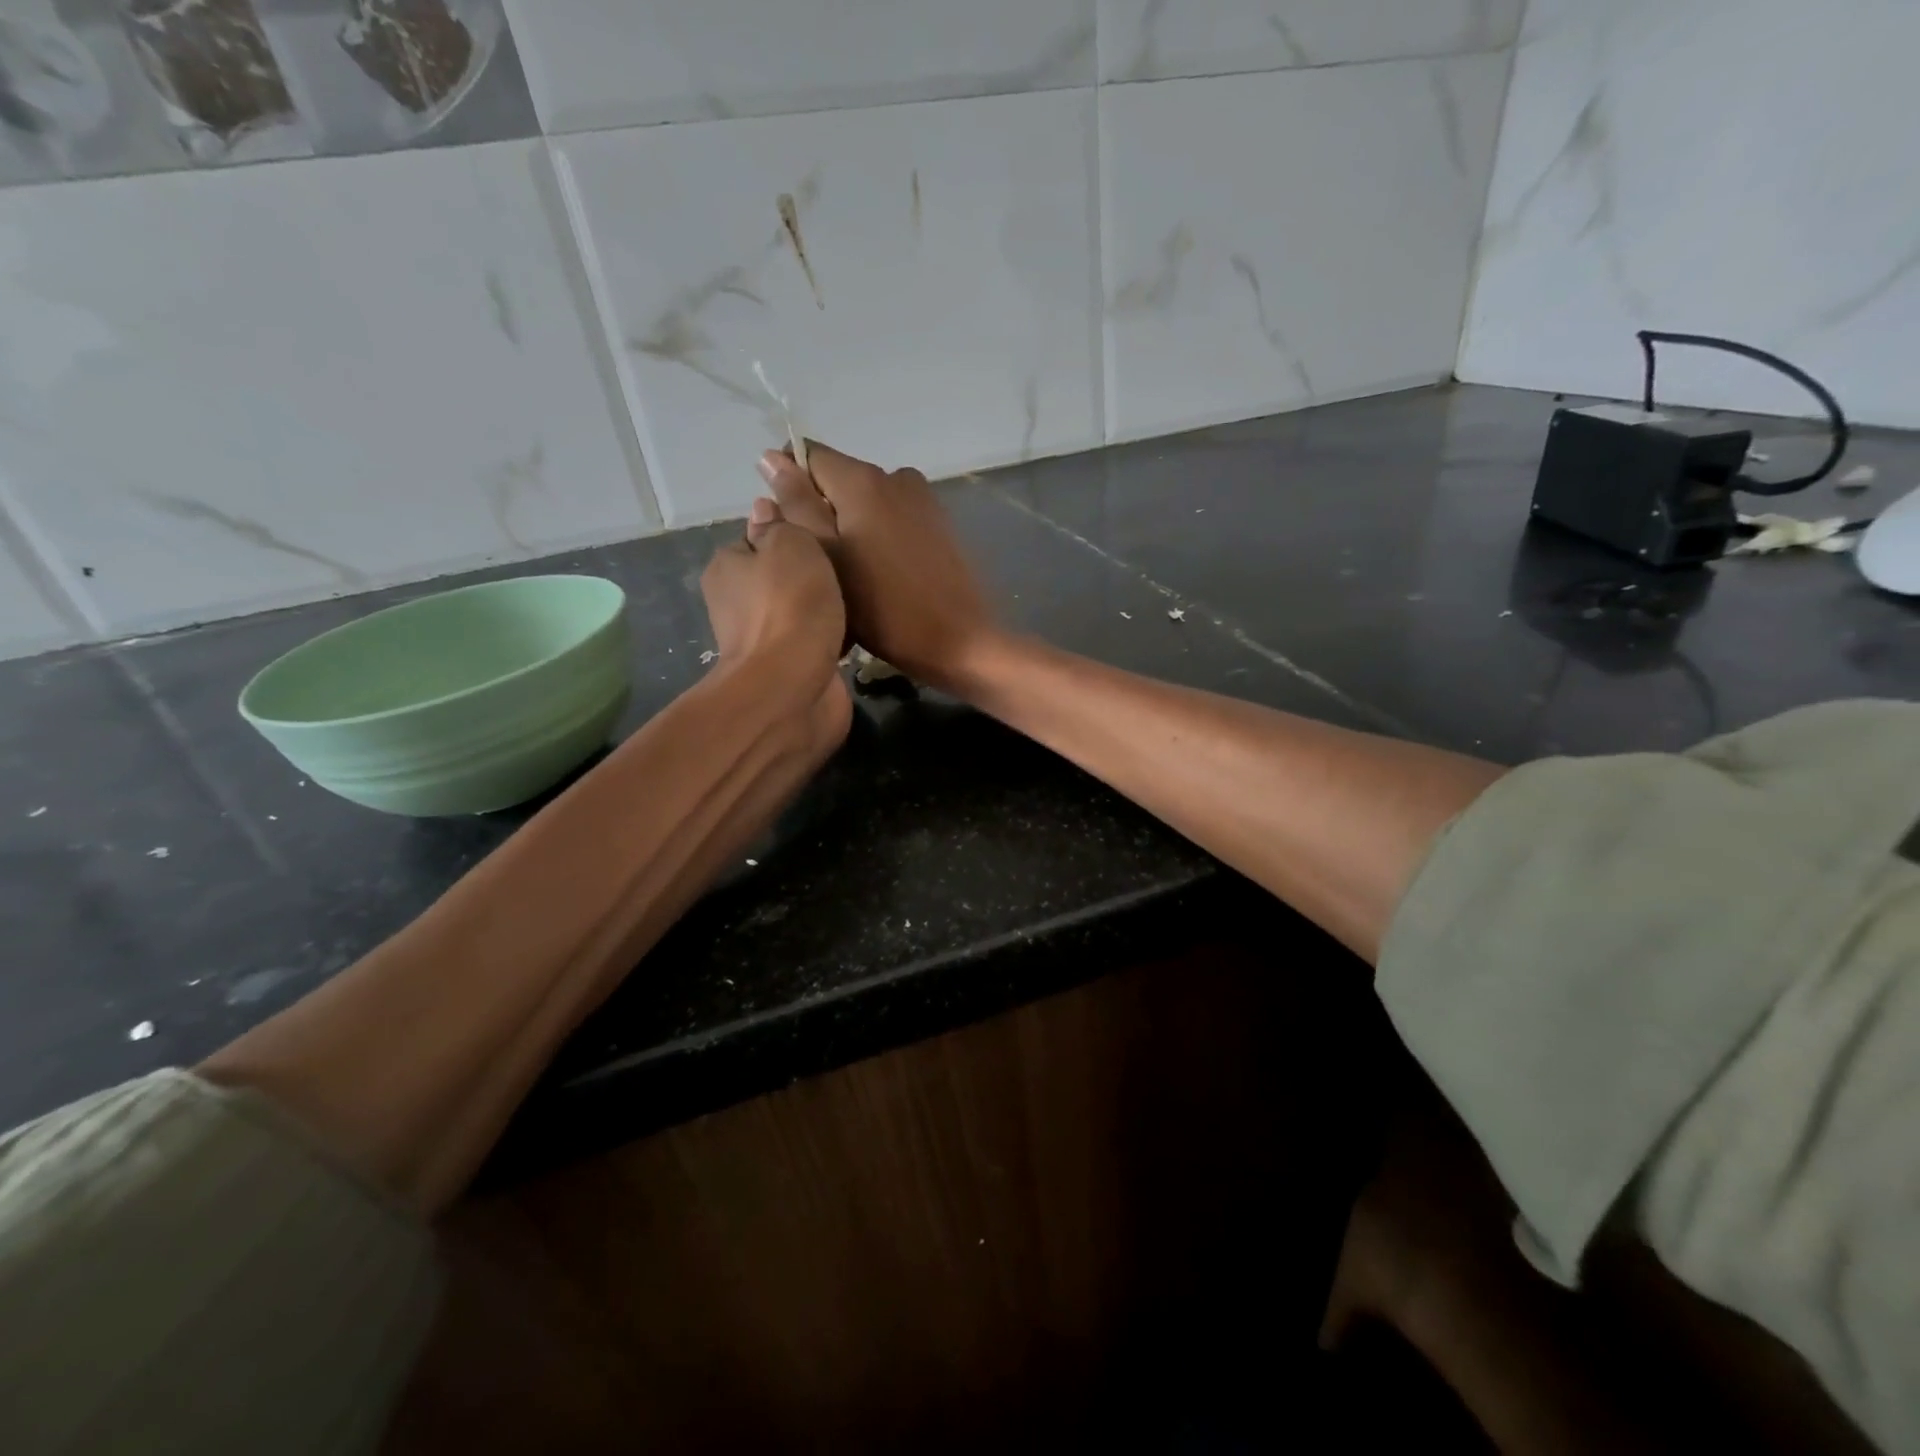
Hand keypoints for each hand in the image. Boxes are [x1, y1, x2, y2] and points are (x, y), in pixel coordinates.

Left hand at [701, 498, 847, 712]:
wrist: (793, 688)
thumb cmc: (789, 606)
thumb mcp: (789, 544)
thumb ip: (781, 525)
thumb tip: (765, 511)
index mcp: (727, 567)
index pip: (758, 538)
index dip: (791, 533)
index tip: (824, 533)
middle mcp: (737, 604)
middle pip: (779, 575)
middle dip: (808, 573)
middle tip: (848, 564)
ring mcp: (763, 641)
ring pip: (798, 611)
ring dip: (821, 607)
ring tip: (858, 596)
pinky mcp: (790, 671)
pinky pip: (814, 642)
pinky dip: (830, 638)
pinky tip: (854, 632)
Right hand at [757, 443, 995, 690]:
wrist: (959, 641)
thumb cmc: (882, 607)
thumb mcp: (825, 558)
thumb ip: (797, 505)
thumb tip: (772, 457)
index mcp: (863, 479)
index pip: (809, 456)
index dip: (791, 487)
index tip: (792, 532)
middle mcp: (896, 476)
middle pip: (840, 481)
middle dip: (822, 514)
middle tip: (821, 567)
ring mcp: (924, 500)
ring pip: (867, 504)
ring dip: (851, 530)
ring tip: (851, 578)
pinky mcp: (940, 526)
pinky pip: (893, 520)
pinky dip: (878, 540)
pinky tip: (881, 579)